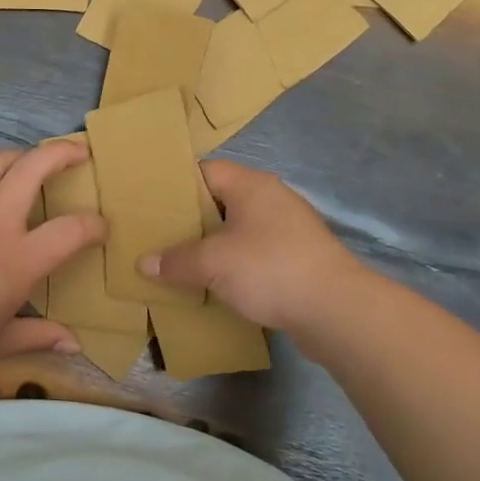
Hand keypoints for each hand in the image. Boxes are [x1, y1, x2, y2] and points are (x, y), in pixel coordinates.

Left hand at [0, 143, 106, 377]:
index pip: (71, 230)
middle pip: (33, 168)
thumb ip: (39, 336)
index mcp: (18, 260)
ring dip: (21, 155)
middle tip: (79, 152)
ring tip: (33, 162)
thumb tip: (75, 343)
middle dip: (62, 152)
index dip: (95, 226)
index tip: (102, 230)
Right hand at [138, 160, 359, 332]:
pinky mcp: (296, 259)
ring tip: (178, 262)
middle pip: (220, 201)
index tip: (149, 203)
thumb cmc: (270, 269)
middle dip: (189, 220)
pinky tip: (213, 284)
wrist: (336, 310)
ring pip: (237, 230)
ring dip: (211, 246)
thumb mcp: (213, 263)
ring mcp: (287, 230)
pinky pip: (253, 255)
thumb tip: (144, 262)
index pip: (206, 170)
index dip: (176, 184)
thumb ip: (176, 260)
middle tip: (156, 236)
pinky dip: (232, 266)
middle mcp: (271, 200)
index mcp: (251, 185)